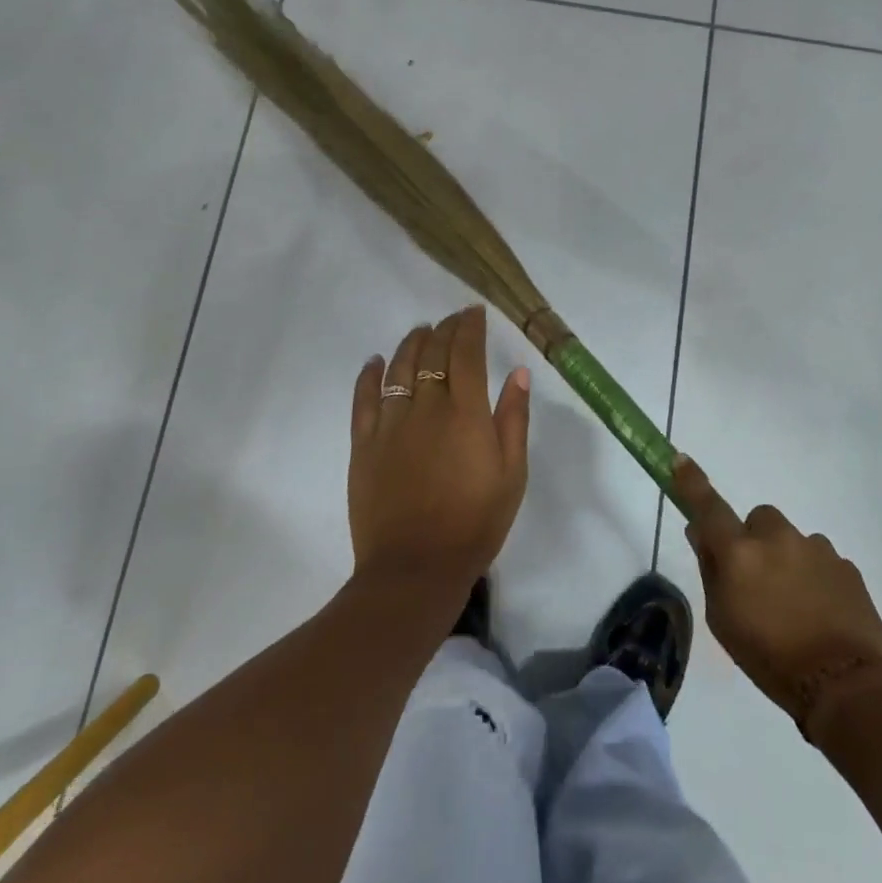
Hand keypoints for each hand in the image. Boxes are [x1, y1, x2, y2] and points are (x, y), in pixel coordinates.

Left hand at [348, 305, 529, 591]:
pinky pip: (364, 399)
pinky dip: (370, 375)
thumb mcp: (512, 474)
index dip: (469, 327)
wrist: (415, 570)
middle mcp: (427, 408)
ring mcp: (391, 425)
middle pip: (433, 354)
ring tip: (421, 332)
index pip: (466, 353)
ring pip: (399, 368)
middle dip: (444, 329)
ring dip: (411, 344)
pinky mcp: (364, 445)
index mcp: (466, 413)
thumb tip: (517, 372)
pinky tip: (375, 361)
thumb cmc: (475, 523)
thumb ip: (514, 419)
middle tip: (452, 320)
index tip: (474, 312)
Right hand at [674, 456, 881, 722]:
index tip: (680, 460)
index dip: (692, 482)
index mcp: (740, 552)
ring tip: (796, 607)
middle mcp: (777, 538)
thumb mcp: (723, 622)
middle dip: (755, 540)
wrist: (844, 686)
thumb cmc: (770, 659)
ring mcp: (815, 547)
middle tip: (759, 581)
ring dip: (788, 560)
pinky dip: (816, 577)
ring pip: (792, 540)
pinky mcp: (845, 564)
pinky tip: (821, 612)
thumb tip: (700, 532)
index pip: (709, 507)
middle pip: (758, 520)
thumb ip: (710, 570)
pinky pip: (821, 560)